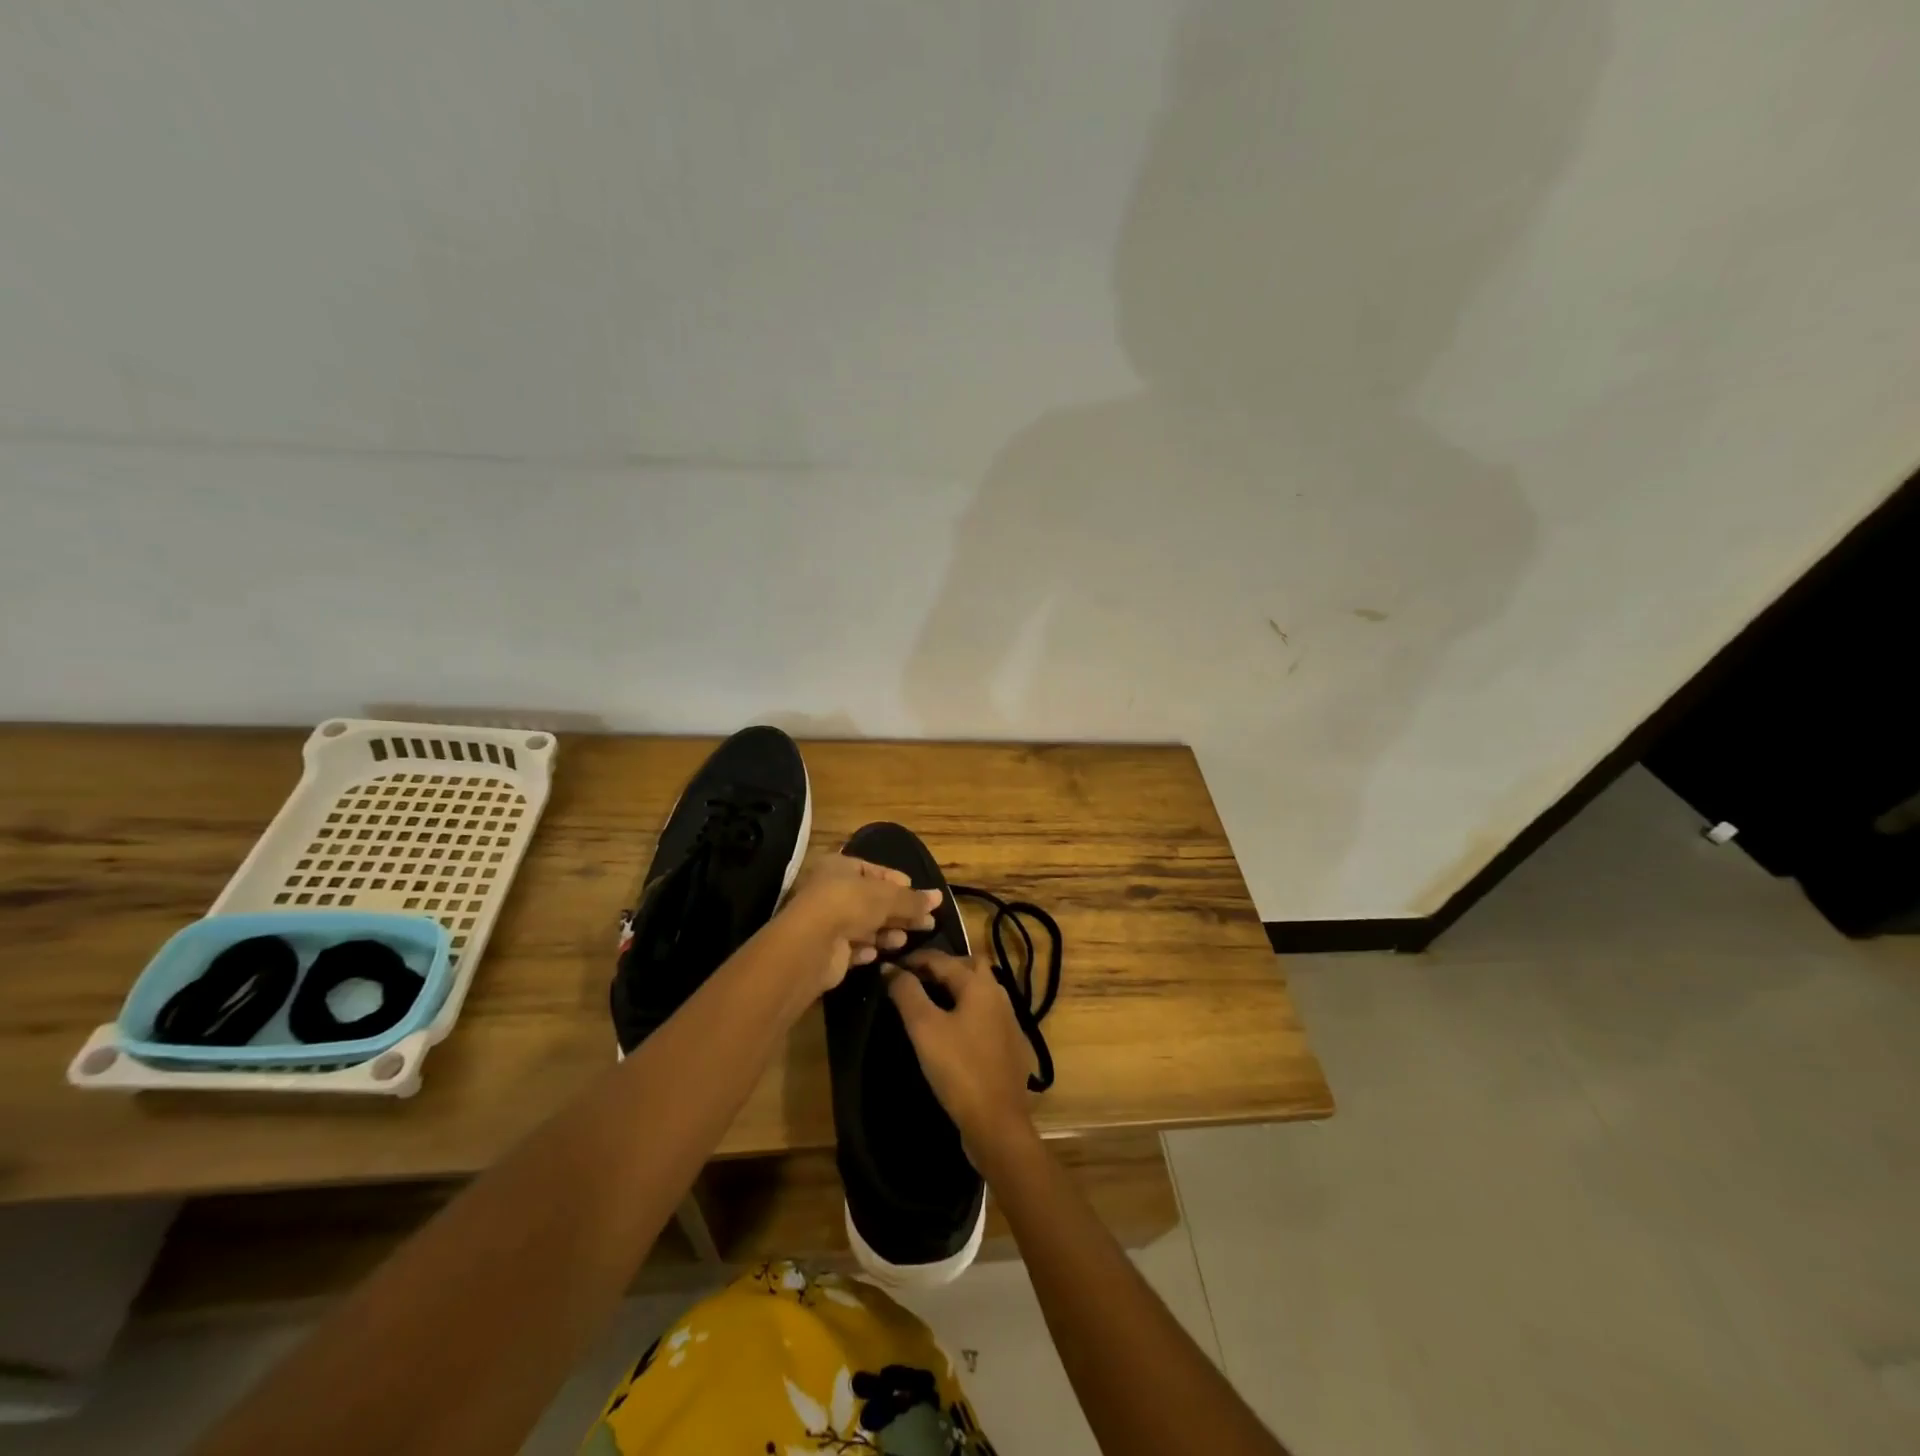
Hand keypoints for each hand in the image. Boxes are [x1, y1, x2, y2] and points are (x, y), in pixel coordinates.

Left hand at [779, 854, 941, 993]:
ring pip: (864, 925)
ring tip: (904, 940)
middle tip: (927, 923)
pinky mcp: (827, 950)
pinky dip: (866, 950)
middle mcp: (831, 891)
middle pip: (872, 901)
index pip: (874, 870)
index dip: (898, 882)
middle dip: (899, 912)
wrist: (812, 945)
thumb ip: (913, 899)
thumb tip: (939, 897)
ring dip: (885, 932)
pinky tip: (878, 954)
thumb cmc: (850, 904)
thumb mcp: (887, 897)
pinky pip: (852, 948)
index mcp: (839, 867)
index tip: (920, 895)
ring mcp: (827, 921)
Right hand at [887, 949, 1034, 1159]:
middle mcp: (999, 994)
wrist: (997, 1122)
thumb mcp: (924, 1028)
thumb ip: (907, 993)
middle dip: (942, 967)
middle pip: (969, 966)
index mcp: (979, 984)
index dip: (914, 959)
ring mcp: (1009, 1020)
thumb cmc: (958, 1069)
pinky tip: (954, 1029)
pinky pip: (986, 1013)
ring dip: (956, 988)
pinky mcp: (1011, 1044)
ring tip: (929, 1001)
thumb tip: (890, 968)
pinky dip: (967, 1010)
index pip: (942, 959)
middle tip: (915, 979)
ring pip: (980, 990)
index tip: (890, 967)